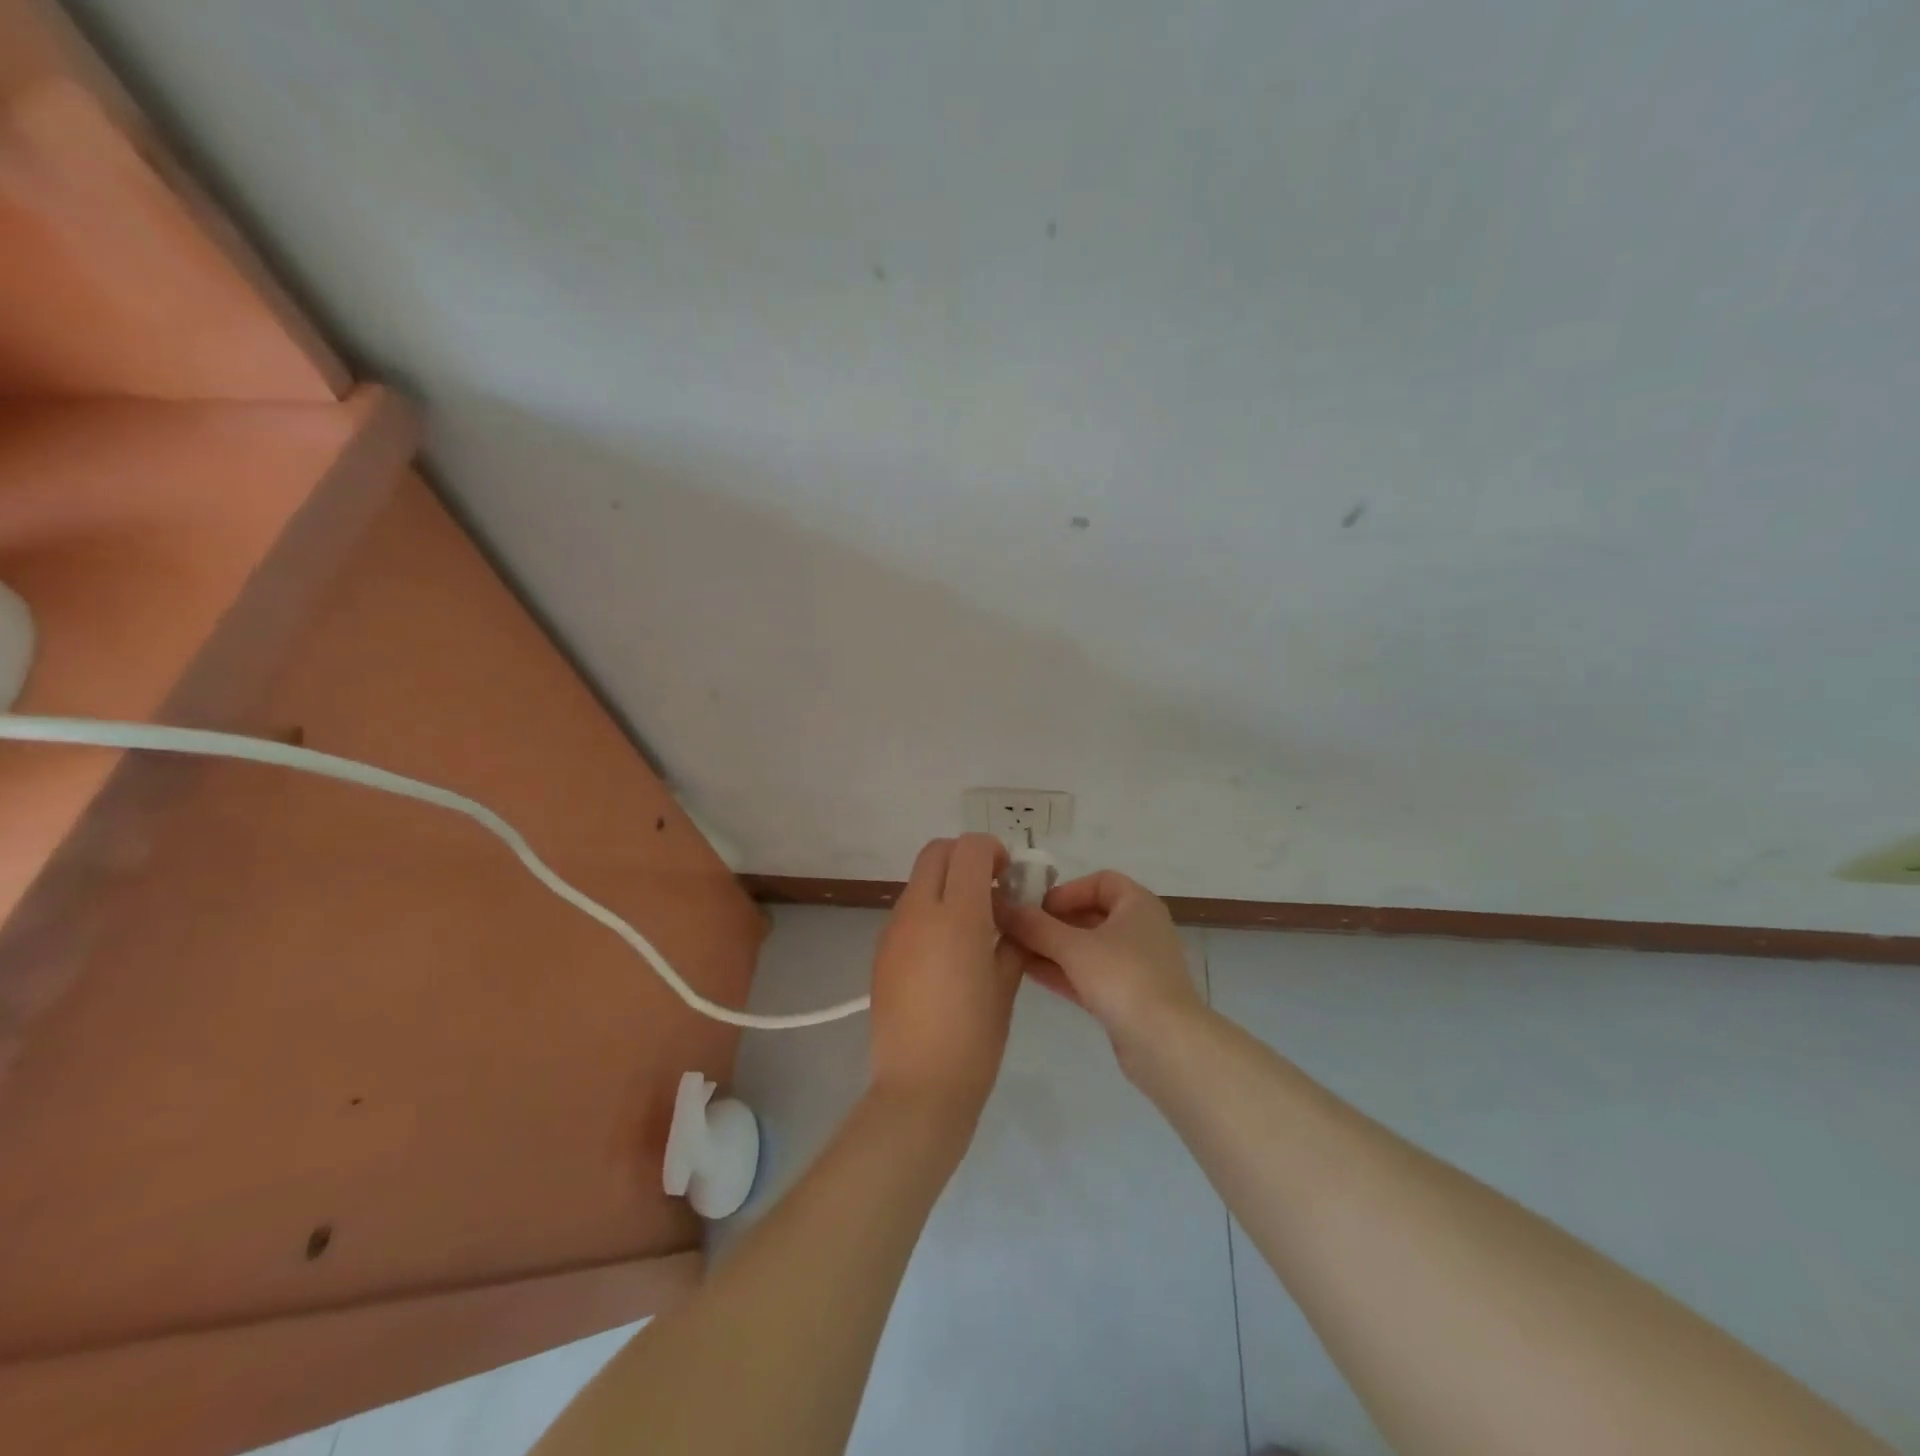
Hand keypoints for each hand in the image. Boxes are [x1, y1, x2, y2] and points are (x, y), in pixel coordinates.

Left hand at [869, 835, 1023, 1121]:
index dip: (993, 850)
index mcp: (957, 915)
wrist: (919, 1087)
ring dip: (945, 885)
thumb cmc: (975, 1038)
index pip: (970, 848)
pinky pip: (907, 911)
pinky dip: (928, 911)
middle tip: (988, 890)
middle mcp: (919, 911)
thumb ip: (1010, 937)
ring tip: (968, 926)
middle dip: (965, 857)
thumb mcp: (1006, 983)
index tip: (1007, 877)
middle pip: (936, 851)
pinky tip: (944, 953)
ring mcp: (894, 930)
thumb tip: (1010, 914)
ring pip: (919, 880)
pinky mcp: (880, 951)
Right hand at [998, 870, 1203, 1062]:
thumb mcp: (1073, 947)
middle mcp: (1140, 929)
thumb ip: (1034, 926)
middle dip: (1052, 922)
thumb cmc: (1123, 978)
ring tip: (1013, 951)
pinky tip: (1029, 973)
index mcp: (1137, 905)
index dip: (1066, 890)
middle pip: (1090, 915)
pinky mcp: (1127, 997)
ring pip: (1087, 948)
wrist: (1166, 1044)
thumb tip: (999, 905)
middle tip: (1016, 930)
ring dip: (1053, 948)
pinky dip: (1063, 971)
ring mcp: (1135, 965)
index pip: (1100, 882)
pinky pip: (1089, 974)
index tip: (1037, 906)